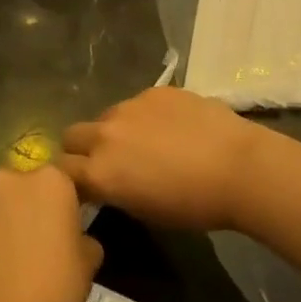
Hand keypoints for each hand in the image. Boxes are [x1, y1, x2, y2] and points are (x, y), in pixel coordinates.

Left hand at [0, 167, 101, 301]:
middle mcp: (13, 175)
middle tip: (26, 240)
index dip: (57, 205)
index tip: (57, 229)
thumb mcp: (88, 264)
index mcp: (53, 181)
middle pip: (21, 185)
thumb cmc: (53, 288)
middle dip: (23, 205)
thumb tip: (75, 237)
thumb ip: (83, 237)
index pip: (58, 182)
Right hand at [58, 87, 275, 233]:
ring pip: (105, 117)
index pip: (60, 170)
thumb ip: (114, 192)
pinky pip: (137, 103)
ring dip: (114, 130)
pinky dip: (145, 116)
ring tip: (147, 143)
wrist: (240, 168)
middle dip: (81, 148)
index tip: (83, 185)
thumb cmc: (194, 205)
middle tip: (108, 162)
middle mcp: (104, 134)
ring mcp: (129, 106)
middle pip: (71, 135)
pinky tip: (173, 128)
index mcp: (99, 171)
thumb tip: (106, 183)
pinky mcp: (154, 91)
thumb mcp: (145, 211)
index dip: (69, 178)